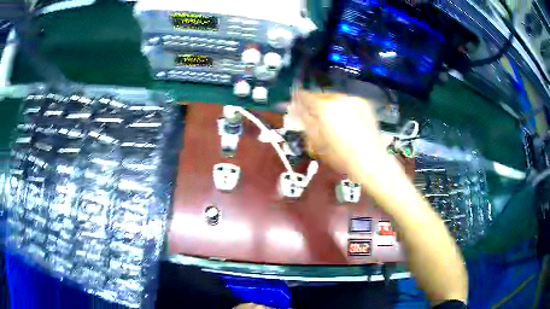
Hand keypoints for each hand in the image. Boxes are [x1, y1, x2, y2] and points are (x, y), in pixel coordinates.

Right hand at [288, 91, 397, 181]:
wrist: (370, 161)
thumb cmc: (340, 156)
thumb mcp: (316, 142)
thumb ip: (304, 121)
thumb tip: (295, 108)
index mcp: (324, 107)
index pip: (305, 96)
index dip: (298, 99)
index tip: (296, 104)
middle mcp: (339, 98)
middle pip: (321, 95)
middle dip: (315, 103)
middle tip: (313, 114)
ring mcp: (353, 99)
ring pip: (335, 97)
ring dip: (329, 105)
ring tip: (330, 118)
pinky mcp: (364, 104)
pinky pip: (347, 102)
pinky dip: (342, 107)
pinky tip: (344, 120)